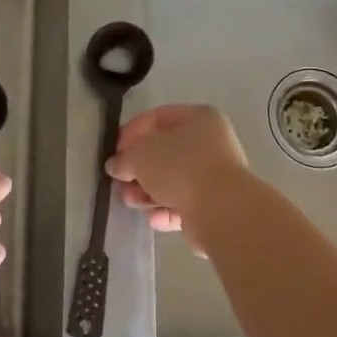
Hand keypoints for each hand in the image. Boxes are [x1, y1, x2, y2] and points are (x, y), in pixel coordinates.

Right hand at [105, 105, 248, 240]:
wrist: (220, 209)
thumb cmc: (180, 167)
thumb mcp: (141, 155)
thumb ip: (124, 158)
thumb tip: (116, 165)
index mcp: (200, 118)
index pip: (159, 117)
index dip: (133, 131)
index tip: (116, 151)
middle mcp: (211, 143)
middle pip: (165, 152)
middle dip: (139, 168)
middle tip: (120, 181)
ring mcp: (214, 175)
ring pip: (173, 180)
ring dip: (148, 192)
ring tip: (131, 202)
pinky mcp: (214, 205)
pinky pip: (183, 204)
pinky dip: (166, 210)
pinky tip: (154, 219)